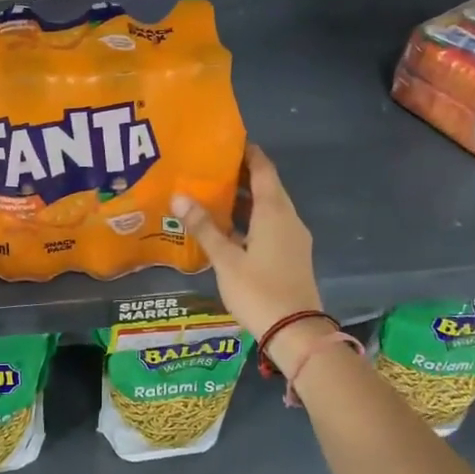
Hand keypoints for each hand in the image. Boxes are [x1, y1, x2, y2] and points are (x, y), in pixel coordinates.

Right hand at [173, 145, 328, 371]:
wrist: (295, 332)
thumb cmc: (258, 290)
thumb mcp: (226, 260)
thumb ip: (204, 227)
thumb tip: (179, 197)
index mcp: (274, 212)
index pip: (263, 169)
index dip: (248, 153)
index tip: (227, 141)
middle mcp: (288, 218)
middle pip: (267, 187)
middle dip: (242, 175)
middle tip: (210, 167)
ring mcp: (293, 238)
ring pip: (270, 208)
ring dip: (246, 199)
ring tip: (214, 194)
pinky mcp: (292, 255)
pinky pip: (271, 226)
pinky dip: (252, 219)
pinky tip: (230, 228)